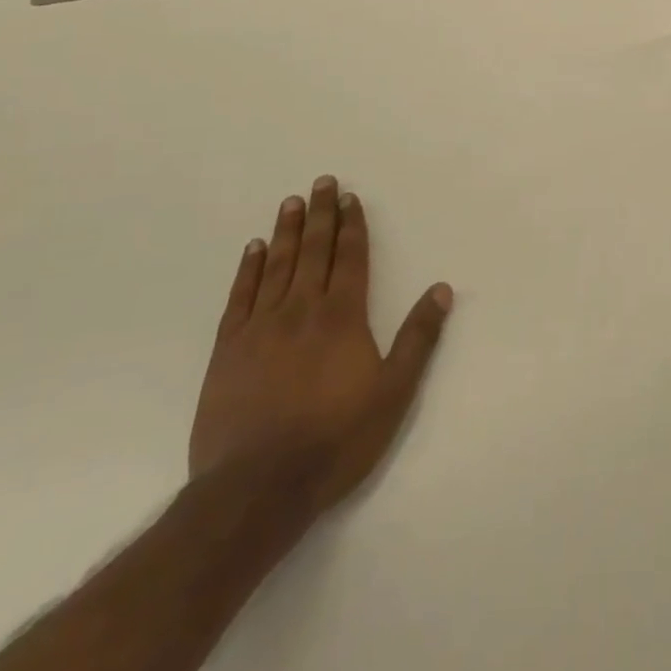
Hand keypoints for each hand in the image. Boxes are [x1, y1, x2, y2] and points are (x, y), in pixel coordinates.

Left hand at [188, 176, 452, 517]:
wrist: (256, 489)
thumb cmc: (335, 439)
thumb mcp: (393, 392)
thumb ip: (418, 338)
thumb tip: (441, 288)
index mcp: (343, 316)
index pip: (350, 258)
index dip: (352, 225)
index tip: (349, 197)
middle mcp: (302, 309)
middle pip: (314, 251)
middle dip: (321, 215)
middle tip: (321, 182)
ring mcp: (260, 328)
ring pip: (277, 266)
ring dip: (287, 232)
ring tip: (291, 203)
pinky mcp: (228, 350)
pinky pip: (240, 297)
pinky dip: (248, 270)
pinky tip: (253, 250)